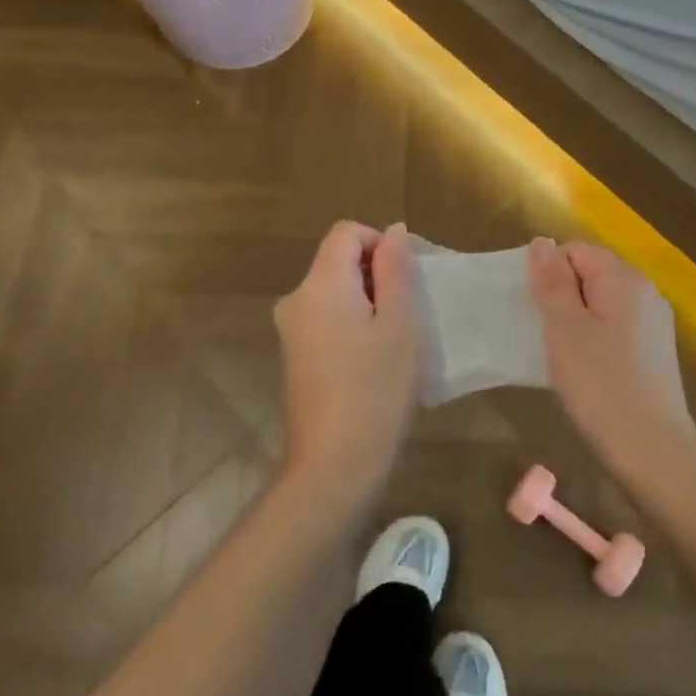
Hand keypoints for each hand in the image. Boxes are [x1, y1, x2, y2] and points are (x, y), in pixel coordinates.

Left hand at [274, 221, 420, 510]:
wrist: (333, 464)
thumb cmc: (376, 388)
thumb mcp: (399, 323)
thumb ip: (395, 269)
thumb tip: (394, 231)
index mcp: (320, 284)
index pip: (346, 232)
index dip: (379, 242)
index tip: (404, 279)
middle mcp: (296, 298)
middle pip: (337, 259)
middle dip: (375, 274)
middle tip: (405, 313)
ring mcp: (290, 329)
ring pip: (333, 290)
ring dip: (365, 300)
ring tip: (392, 340)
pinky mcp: (293, 355)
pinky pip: (324, 317)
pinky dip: (350, 323)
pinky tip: (371, 361)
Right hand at [527, 238, 695, 471]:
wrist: (653, 450)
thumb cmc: (600, 384)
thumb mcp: (564, 328)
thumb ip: (552, 281)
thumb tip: (542, 242)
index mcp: (623, 278)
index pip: (575, 250)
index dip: (549, 275)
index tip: (537, 312)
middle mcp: (645, 291)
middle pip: (591, 273)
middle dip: (563, 296)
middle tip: (547, 335)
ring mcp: (655, 321)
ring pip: (603, 302)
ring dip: (578, 320)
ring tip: (564, 355)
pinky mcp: (656, 350)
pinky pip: (617, 327)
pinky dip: (597, 338)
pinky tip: (589, 370)